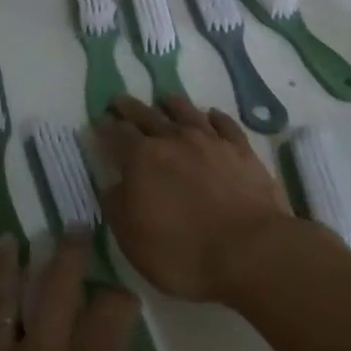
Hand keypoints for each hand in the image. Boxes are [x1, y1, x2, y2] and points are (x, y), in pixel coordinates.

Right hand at [95, 95, 293, 302]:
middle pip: (147, 115)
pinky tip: (212, 115)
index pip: (117, 134)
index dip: (105, 127)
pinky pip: (225, 125)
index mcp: (142, 159)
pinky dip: (215, 117)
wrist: (251, 250)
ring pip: (186, 112)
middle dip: (130, 107)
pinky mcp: (241, 150)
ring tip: (165, 98)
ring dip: (173, 104)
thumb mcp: (134, 240)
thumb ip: (117, 207)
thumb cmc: (184, 252)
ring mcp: (210, 141)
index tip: (99, 121)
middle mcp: (174, 139)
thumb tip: (112, 185)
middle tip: (120, 100)